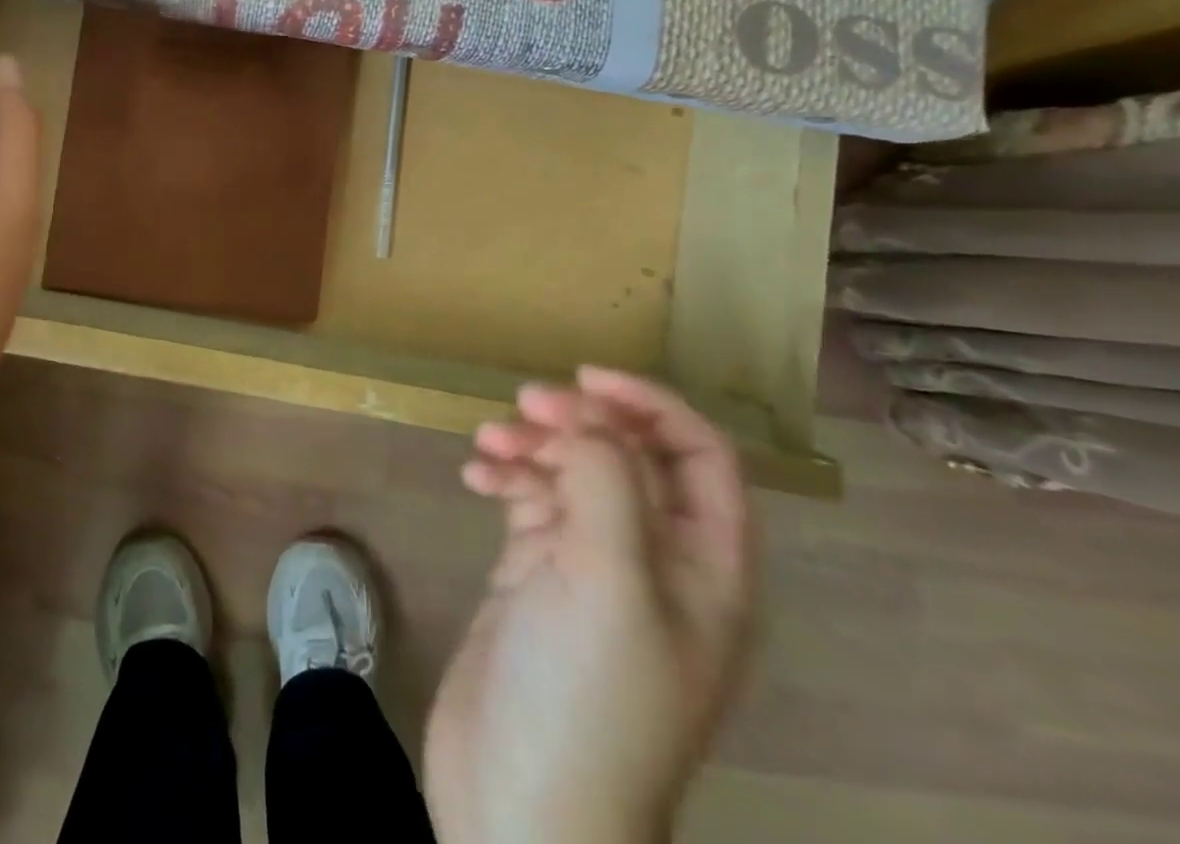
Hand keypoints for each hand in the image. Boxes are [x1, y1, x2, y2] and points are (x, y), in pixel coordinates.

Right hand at [425, 368, 756, 843]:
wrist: (520, 807)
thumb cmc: (587, 696)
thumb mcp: (609, 581)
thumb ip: (608, 482)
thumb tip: (588, 414)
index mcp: (705, 569)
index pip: (699, 457)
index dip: (650, 406)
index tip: (585, 378)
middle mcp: (655, 562)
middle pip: (627, 458)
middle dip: (579, 421)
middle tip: (524, 405)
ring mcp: (592, 570)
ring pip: (572, 475)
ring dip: (533, 446)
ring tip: (489, 442)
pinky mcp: (538, 579)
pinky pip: (530, 503)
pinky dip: (506, 479)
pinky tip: (474, 478)